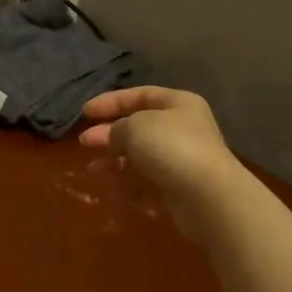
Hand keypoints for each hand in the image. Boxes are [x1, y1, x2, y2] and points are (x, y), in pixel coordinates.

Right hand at [79, 86, 240, 230]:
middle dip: (109, 134)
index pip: (139, 95)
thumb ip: (116, 128)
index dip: (111, 101)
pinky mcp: (178, 187)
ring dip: (115, 161)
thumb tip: (111, 137)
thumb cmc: (171, 148)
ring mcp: (181, 159)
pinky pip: (147, 180)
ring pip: (140, 156)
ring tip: (93, 169)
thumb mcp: (135, 126)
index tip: (85, 112)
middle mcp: (182, 128)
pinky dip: (128, 183)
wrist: (207, 196)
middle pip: (138, 126)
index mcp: (177, 104)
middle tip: (84, 142)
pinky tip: (112, 187)